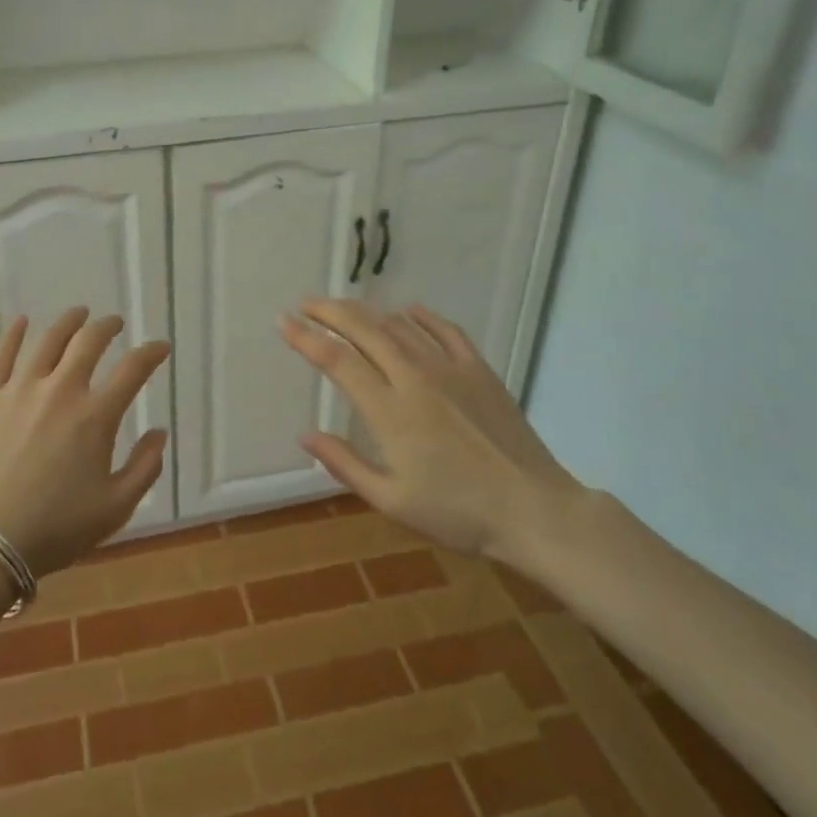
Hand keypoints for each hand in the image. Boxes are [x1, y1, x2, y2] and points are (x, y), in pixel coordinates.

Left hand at [0, 308, 169, 577]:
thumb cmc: (56, 529)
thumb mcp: (115, 508)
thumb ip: (145, 467)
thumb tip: (159, 433)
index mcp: (96, 416)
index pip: (133, 370)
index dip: (151, 353)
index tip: (160, 347)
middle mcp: (61, 390)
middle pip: (89, 342)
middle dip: (108, 327)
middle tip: (114, 323)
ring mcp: (19, 388)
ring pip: (49, 340)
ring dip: (69, 322)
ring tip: (79, 315)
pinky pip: (1, 354)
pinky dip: (15, 334)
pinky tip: (23, 322)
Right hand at [278, 300, 585, 570]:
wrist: (534, 510)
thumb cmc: (458, 513)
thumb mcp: (392, 501)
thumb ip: (345, 464)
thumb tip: (305, 435)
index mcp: (389, 411)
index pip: (337, 360)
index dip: (306, 338)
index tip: (283, 322)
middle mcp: (414, 378)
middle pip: (364, 330)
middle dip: (329, 311)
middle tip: (306, 303)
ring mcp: (449, 368)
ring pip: (399, 325)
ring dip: (367, 312)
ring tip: (345, 309)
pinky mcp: (478, 369)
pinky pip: (444, 329)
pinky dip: (420, 316)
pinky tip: (408, 311)